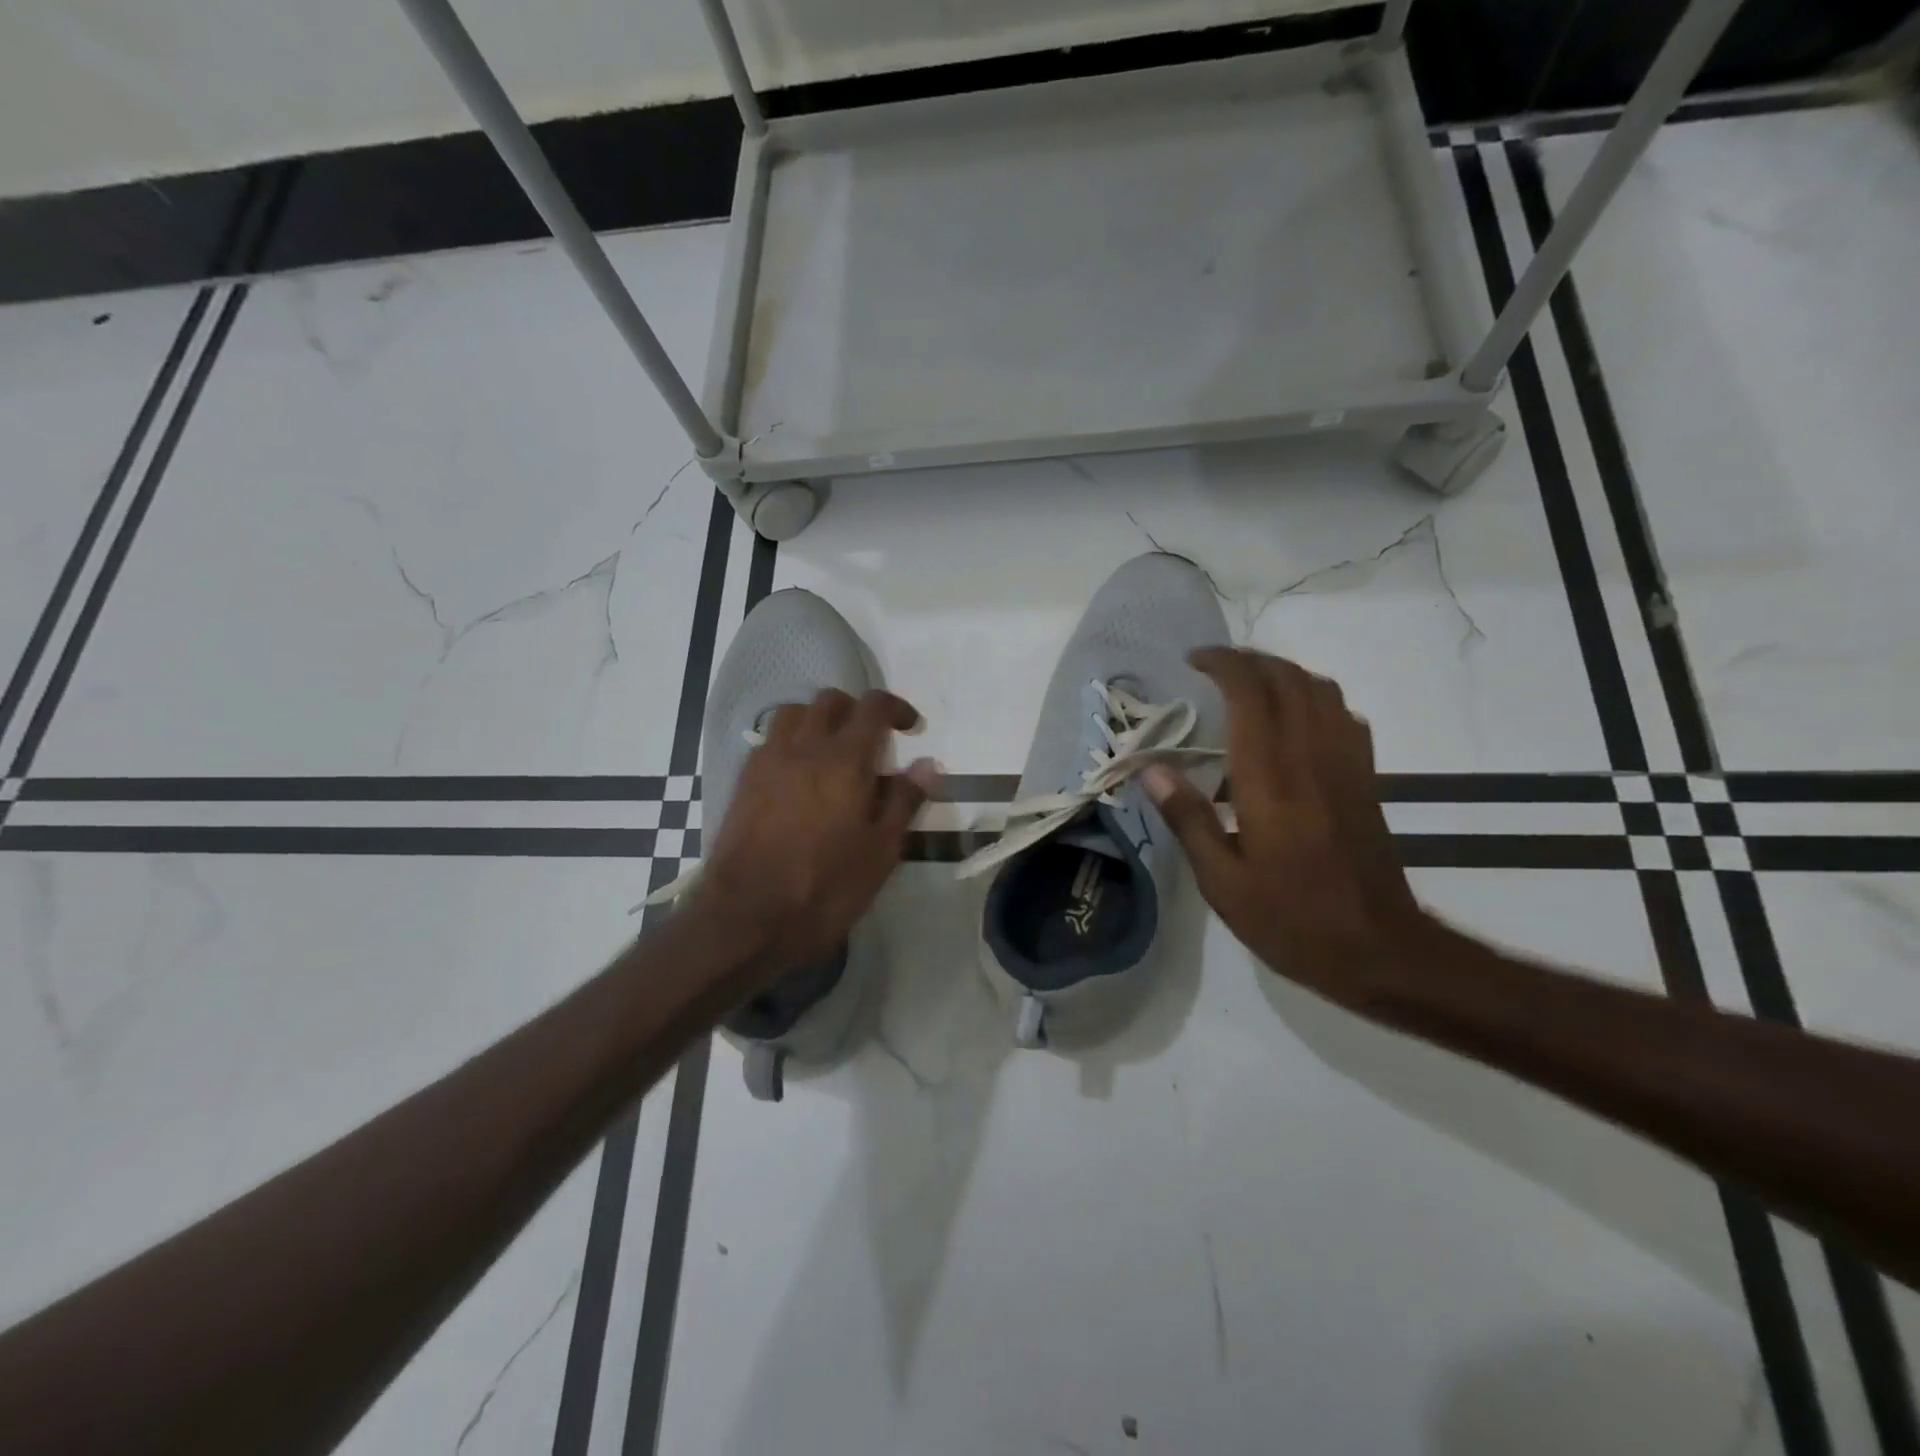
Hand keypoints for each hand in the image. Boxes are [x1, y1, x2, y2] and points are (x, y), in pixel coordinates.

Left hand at [689, 688, 941, 973]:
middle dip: (857, 710)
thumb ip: (904, 801)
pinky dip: (792, 741)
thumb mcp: (881, 851)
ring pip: (794, 713)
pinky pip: (770, 739)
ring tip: (833, 751)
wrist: (747, 918)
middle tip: (873, 741)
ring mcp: (768, 761)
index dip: (897, 708)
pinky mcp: (744, 780)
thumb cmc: (825, 888)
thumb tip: (927, 764)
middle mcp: (804, 747)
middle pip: (831, 700)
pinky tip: (800, 775)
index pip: (873, 706)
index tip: (911, 728)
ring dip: (819, 720)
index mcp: (845, 760)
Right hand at [1143, 649, 1424, 999]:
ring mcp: (1346, 766)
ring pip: (1321, 691)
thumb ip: (1188, 819)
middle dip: (1250, 660)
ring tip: (1249, 684)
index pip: (1251, 695)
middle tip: (1213, 667)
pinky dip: (1315, 699)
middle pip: (1288, 680)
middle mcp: (1311, 759)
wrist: (1379, 950)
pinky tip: (1294, 721)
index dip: (1223, 665)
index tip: (1194, 662)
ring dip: (1284, 673)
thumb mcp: (1222, 882)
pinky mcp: (1366, 780)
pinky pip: (1345, 717)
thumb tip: (1152, 769)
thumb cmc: (1291, 920)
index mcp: (1270, 781)